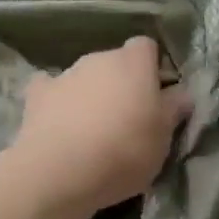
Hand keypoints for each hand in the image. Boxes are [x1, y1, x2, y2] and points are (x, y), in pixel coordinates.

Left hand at [9, 37, 189, 213]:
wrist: (60, 172)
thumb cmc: (124, 151)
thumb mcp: (163, 137)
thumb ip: (173, 109)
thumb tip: (181, 92)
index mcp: (133, 63)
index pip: (147, 47)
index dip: (152, 68)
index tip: (156, 96)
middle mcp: (98, 59)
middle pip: (114, 62)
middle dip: (121, 83)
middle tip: (128, 119)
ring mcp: (65, 74)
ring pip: (85, 77)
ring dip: (91, 94)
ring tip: (92, 130)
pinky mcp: (37, 95)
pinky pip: (50, 89)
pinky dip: (56, 101)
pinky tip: (58, 122)